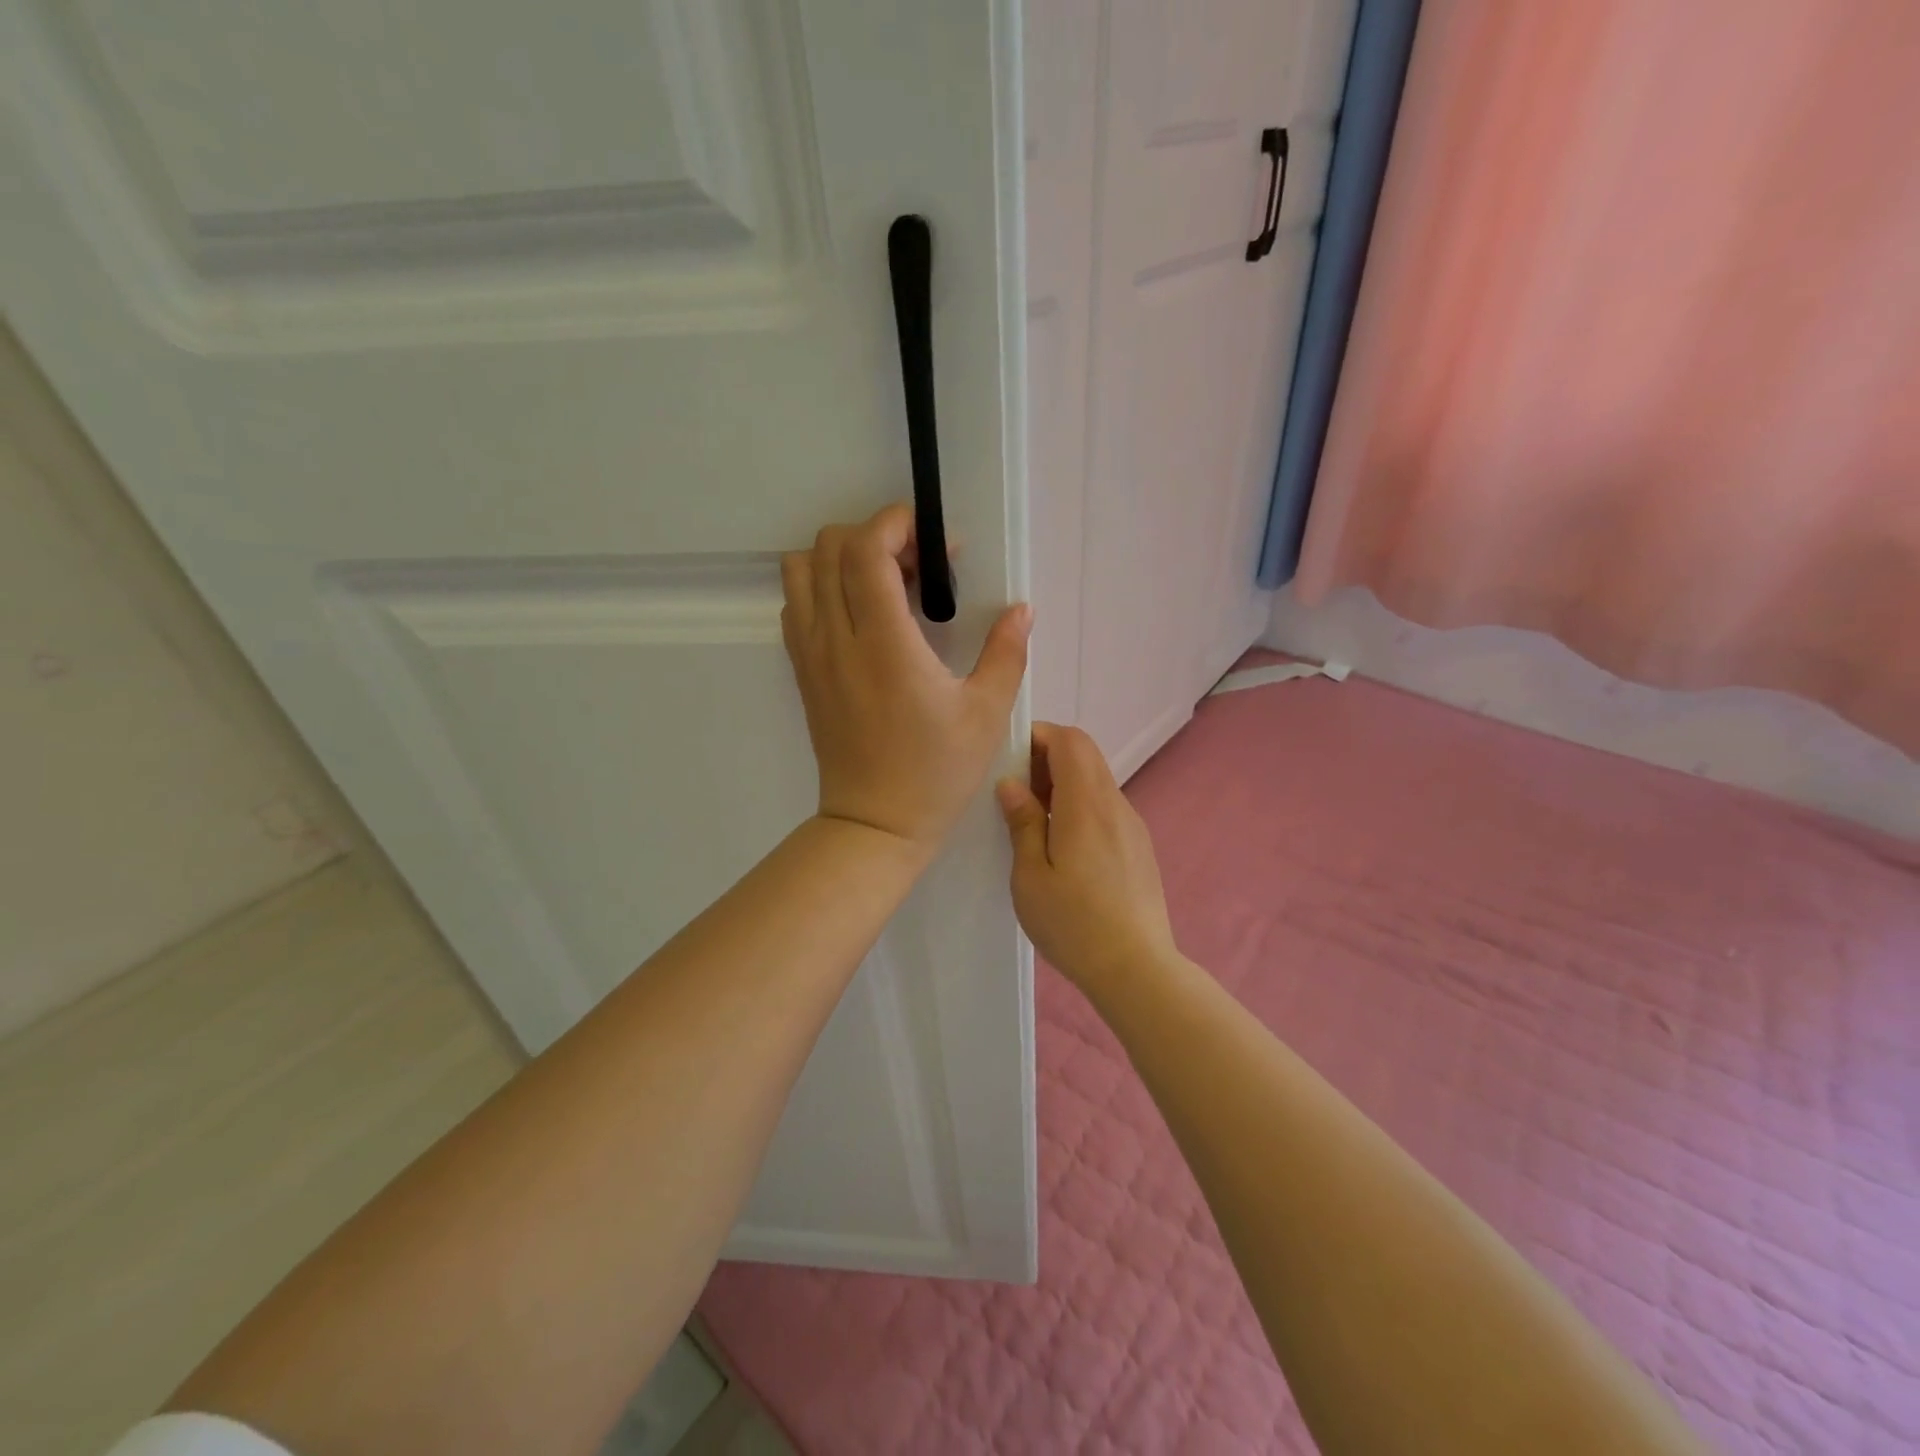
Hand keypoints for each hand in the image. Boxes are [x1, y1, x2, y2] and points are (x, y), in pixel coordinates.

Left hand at [782, 504, 1030, 854]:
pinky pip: (796, 606)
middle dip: (875, 536)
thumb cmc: (935, 773)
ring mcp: (811, 655)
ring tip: (885, 585)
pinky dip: (822, 589)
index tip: (936, 542)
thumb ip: (1006, 653)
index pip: (865, 551)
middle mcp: (836, 640)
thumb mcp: (986, 714)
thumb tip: (1021, 610)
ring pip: (800, 571)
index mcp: (884, 645)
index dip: (896, 524)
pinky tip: (862, 616)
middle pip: (829, 547)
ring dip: (841, 559)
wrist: (874, 825)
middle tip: (918, 566)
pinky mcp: (803, 673)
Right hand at [995, 723, 1176, 987]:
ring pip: (1096, 780)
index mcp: (1086, 805)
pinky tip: (1064, 846)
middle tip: (1016, 791)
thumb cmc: (1073, 924)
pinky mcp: (1139, 846)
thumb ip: (1023, 823)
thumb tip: (1011, 784)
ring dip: (1064, 783)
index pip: (1070, 740)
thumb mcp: (1031, 876)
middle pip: (1085, 754)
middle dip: (1048, 757)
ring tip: (1034, 822)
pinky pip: (1106, 806)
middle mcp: (1115, 805)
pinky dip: (1080, 805)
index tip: (1010, 758)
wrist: (1136, 969)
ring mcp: (1132, 825)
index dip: (1039, 736)